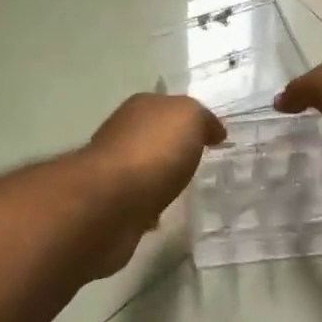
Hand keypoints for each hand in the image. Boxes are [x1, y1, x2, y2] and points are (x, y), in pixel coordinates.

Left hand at [84, 93, 227, 224]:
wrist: (111, 201)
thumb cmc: (154, 150)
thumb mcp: (189, 117)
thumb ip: (202, 118)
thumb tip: (212, 130)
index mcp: (141, 106)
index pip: (168, 106)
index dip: (190, 119)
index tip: (212, 137)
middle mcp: (122, 132)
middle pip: (153, 136)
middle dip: (173, 147)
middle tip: (199, 164)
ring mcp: (112, 169)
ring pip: (143, 169)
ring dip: (159, 178)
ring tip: (183, 191)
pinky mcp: (109, 203)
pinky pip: (137, 201)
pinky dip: (148, 206)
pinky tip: (161, 216)